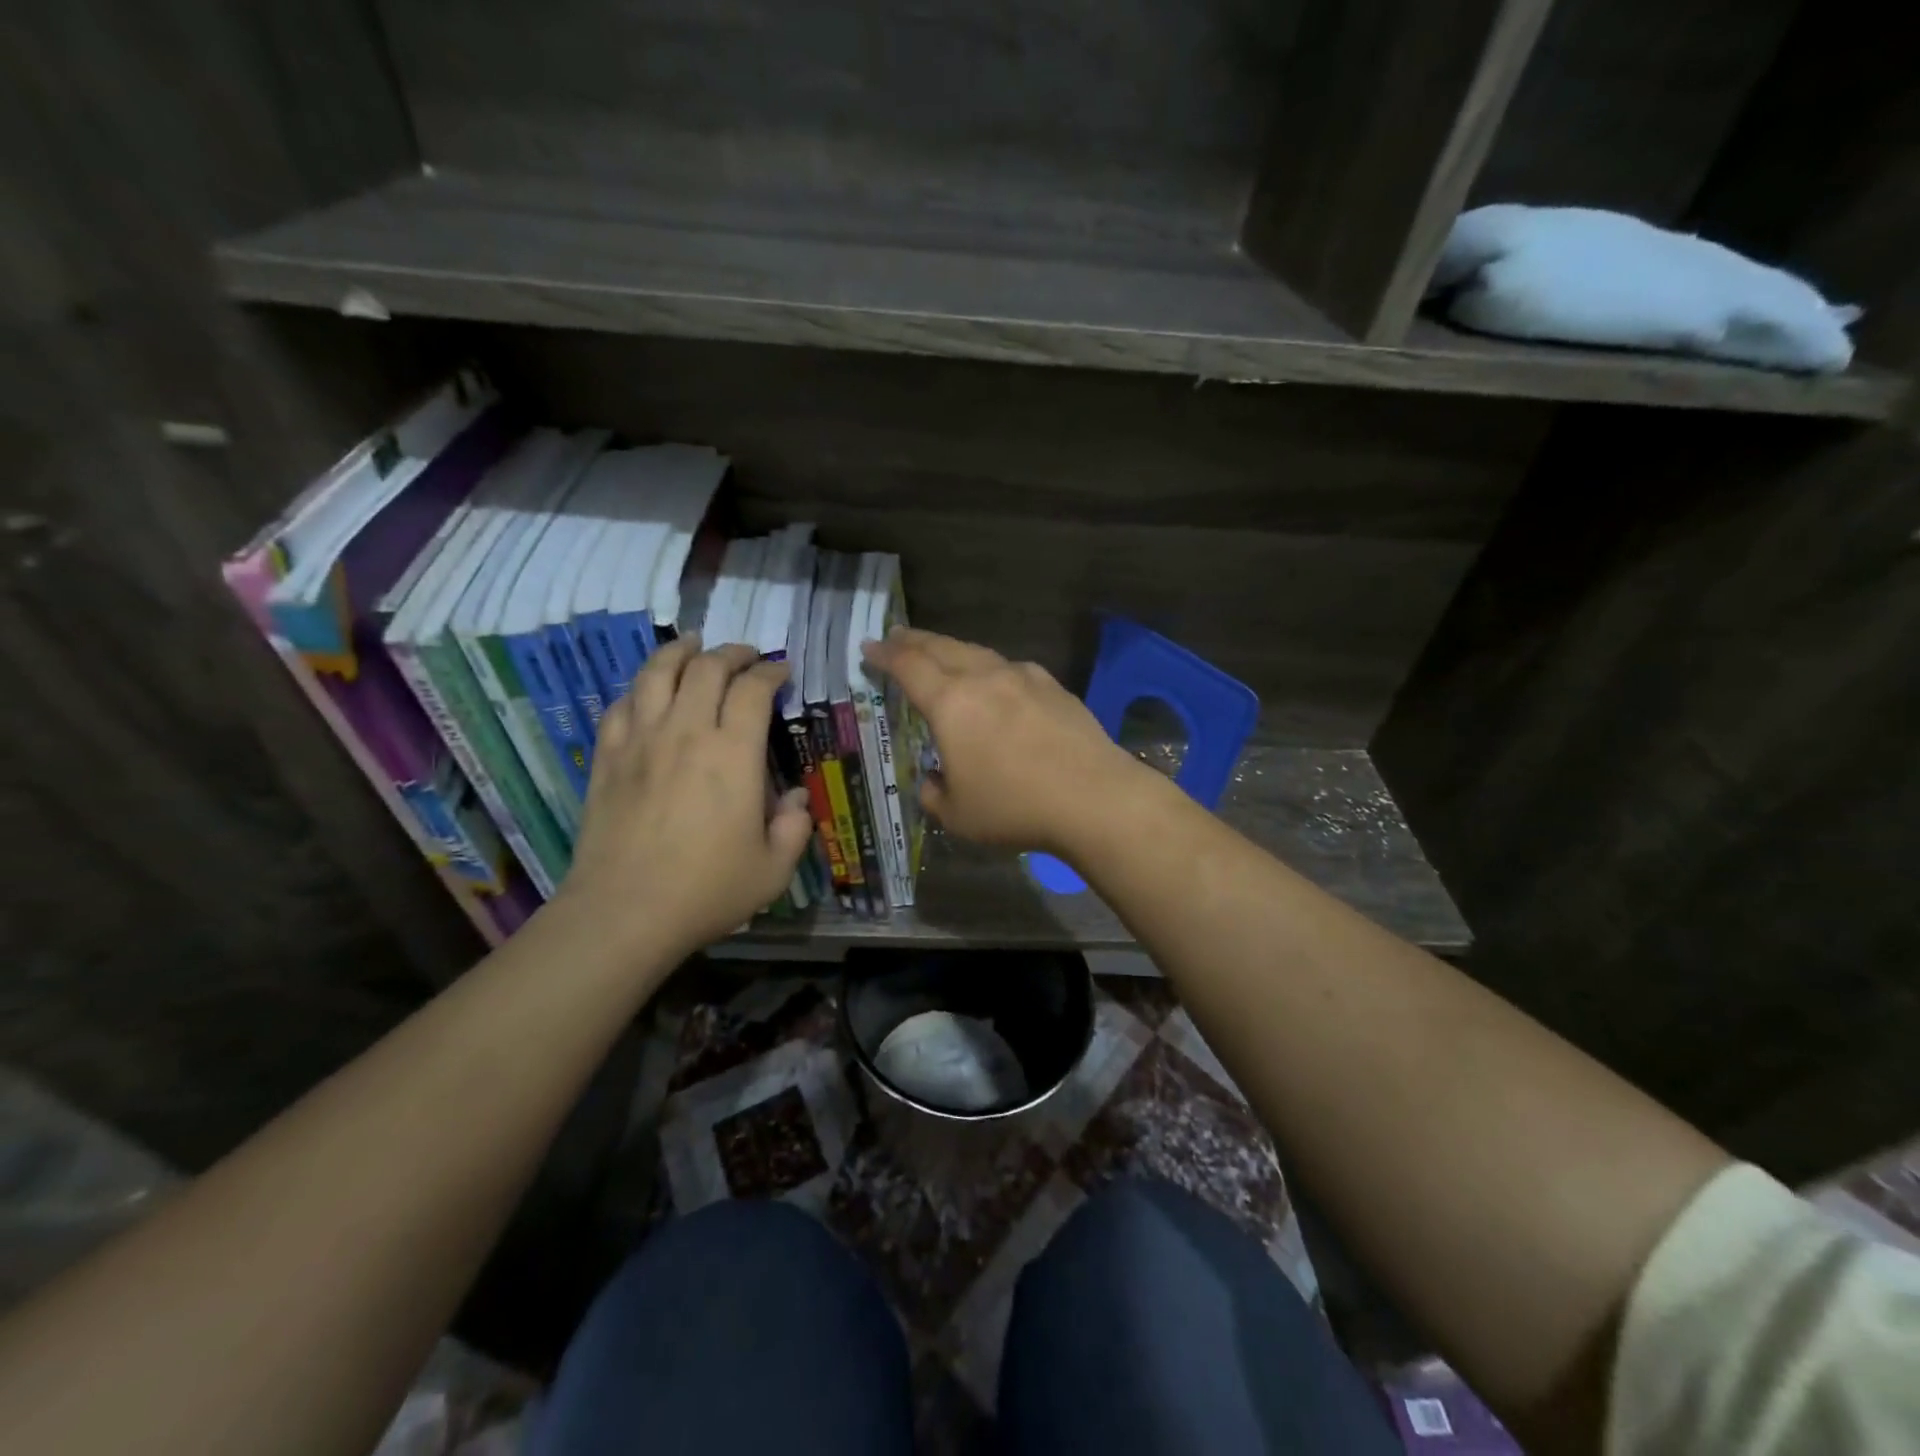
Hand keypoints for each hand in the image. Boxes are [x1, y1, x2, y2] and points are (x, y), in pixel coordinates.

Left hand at [558, 636, 813, 958]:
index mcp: (734, 754)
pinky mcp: (608, 758)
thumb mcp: (774, 870)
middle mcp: (687, 733)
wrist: (624, 912)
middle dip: (732, 653)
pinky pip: (621, 705)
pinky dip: (640, 688)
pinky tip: (648, 691)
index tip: (781, 671)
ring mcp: (641, 741)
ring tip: (693, 644)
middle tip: (746, 656)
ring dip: (680, 651)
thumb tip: (795, 798)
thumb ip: (794, 828)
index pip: (753, 689)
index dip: (770, 672)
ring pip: (657, 673)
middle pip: (706, 668)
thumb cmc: (707, 890)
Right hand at [862, 628, 1155, 855]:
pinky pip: (1010, 668)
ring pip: (978, 653)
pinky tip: (995, 681)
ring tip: (941, 653)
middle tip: (897, 637)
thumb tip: (932, 780)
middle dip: (914, 641)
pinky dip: (990, 668)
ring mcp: (1023, 677)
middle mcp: (984, 678)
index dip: (885, 655)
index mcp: (951, 703)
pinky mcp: (1053, 687)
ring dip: (952, 650)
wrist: (1093, 798)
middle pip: (942, 648)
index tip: (870, 648)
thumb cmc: (1015, 807)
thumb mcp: (957, 815)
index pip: (908, 667)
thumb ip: (933, 793)